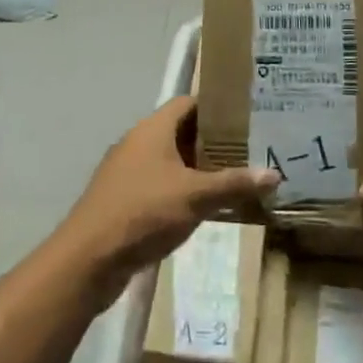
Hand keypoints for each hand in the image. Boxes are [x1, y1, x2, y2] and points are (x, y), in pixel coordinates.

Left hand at [56, 97, 276, 308]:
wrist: (88, 260)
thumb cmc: (144, 213)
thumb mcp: (196, 197)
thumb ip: (234, 184)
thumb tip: (274, 174)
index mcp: (153, 129)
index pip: (188, 102)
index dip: (216, 106)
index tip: (245, 117)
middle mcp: (137, 143)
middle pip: (180, 131)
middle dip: (212, 140)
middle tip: (247, 150)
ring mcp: (127, 172)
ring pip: (169, 161)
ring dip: (196, 168)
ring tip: (232, 178)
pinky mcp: (122, 200)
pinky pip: (158, 185)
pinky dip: (180, 190)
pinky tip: (202, 207)